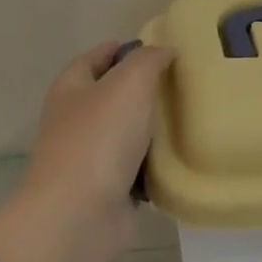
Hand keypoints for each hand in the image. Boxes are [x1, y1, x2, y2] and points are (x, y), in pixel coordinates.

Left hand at [0, 40, 175, 261]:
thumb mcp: (129, 84)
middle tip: (182, 82)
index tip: (151, 47)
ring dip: (152, 130)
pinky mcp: (108, 191)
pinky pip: (137, 171)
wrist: (80, 215)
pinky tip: (182, 158)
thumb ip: (148, 61)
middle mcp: (75, 122)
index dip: (117, 49)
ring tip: (191, 117)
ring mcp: (90, 159)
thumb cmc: (99, 139)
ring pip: (126, 135)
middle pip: (110, 97)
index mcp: (70, 91)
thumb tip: (164, 49)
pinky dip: (156, 166)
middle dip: (141, 90)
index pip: (92, 60)